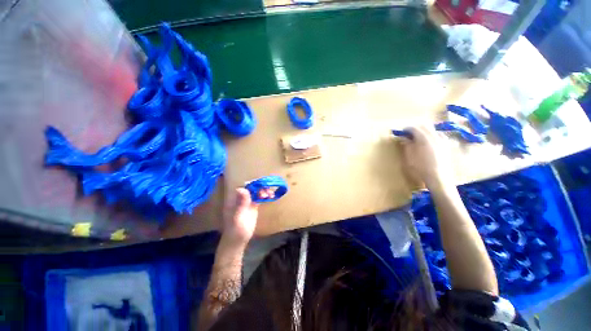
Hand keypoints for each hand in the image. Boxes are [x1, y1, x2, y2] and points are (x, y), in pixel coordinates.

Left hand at [221, 188, 274, 245]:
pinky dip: (265, 196)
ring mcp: (247, 202)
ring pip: (256, 192)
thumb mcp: (238, 217)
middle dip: (260, 187)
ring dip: (264, 191)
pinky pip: (259, 198)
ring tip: (271, 194)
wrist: (238, 241)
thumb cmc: (236, 230)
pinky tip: (271, 196)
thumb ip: (241, 203)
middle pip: (252, 188)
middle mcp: (241, 198)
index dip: (253, 184)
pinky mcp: (253, 206)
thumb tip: (241, 188)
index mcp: (235, 199)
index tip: (262, 186)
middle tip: (268, 192)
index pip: (244, 187)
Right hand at [400, 124, 451, 187]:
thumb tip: (404, 138)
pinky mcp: (446, 146)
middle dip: (416, 128)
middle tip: (408, 133)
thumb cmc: (421, 168)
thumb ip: (407, 145)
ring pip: (433, 130)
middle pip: (425, 126)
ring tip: (418, 138)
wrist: (438, 178)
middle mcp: (435, 136)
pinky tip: (429, 142)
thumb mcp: (410, 157)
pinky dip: (432, 135)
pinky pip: (439, 135)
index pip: (415, 128)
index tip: (401, 132)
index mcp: (424, 138)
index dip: (407, 129)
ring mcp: (442, 141)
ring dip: (424, 131)